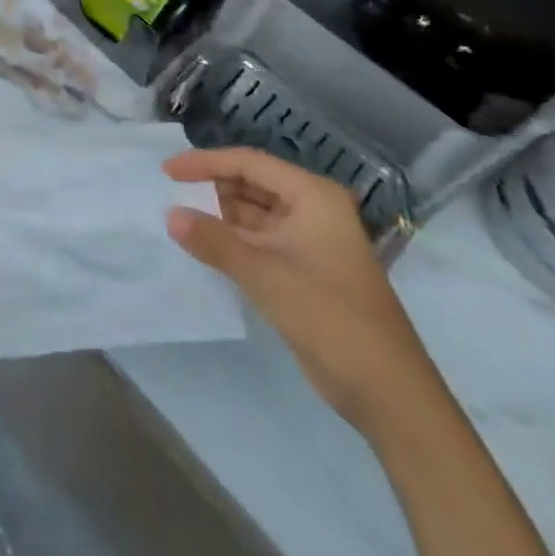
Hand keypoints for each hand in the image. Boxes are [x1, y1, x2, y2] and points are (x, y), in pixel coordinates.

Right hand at [164, 148, 440, 435]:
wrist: (387, 392)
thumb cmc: (330, 316)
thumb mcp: (265, 274)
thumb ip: (214, 241)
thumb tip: (170, 215)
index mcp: (312, 195)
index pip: (249, 163)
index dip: (206, 163)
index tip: (167, 172)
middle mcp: (311, 209)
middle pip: (251, 185)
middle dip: (211, 188)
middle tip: (168, 195)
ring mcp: (308, 241)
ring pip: (253, 215)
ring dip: (218, 216)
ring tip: (177, 218)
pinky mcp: (302, 270)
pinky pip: (258, 242)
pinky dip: (231, 242)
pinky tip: (202, 247)